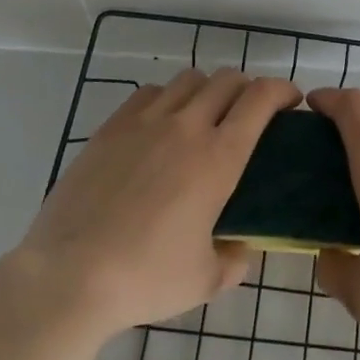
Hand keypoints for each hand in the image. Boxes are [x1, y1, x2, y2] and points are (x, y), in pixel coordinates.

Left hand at [1, 70, 297, 342]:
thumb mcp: (205, 280)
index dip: (282, 90)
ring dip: (208, 90)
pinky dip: (168, 98)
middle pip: (228, 79)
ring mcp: (145, 121)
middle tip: (250, 114)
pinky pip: (150, 92)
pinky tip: (162, 124)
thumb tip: (244, 248)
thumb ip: (235, 260)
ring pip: (189, 79)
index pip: (261, 98)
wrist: (69, 276)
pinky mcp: (112, 127)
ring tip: (204, 116)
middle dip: (248, 88)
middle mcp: (186, 126)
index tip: (291, 102)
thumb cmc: (145, 279)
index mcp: (219, 158)